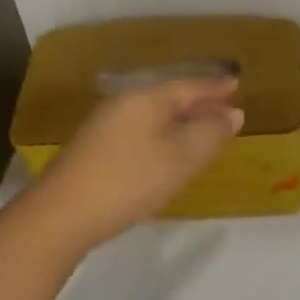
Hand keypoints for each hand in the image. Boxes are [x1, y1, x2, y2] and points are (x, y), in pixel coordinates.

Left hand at [29, 77, 242, 248]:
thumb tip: (234, 112)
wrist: (62, 214)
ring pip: (153, 116)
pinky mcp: (95, 149)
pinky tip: (168, 151)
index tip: (237, 85)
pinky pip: (140, 131)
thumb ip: (210, 133)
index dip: (215, 88)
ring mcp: (105, 126)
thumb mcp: (181, 157)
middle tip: (225, 107)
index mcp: (146, 99)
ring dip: (180, 121)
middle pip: (169, 98)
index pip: (189, 86)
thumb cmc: (130, 180)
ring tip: (202, 130)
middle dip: (198, 103)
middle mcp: (124, 104)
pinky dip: (162, 135)